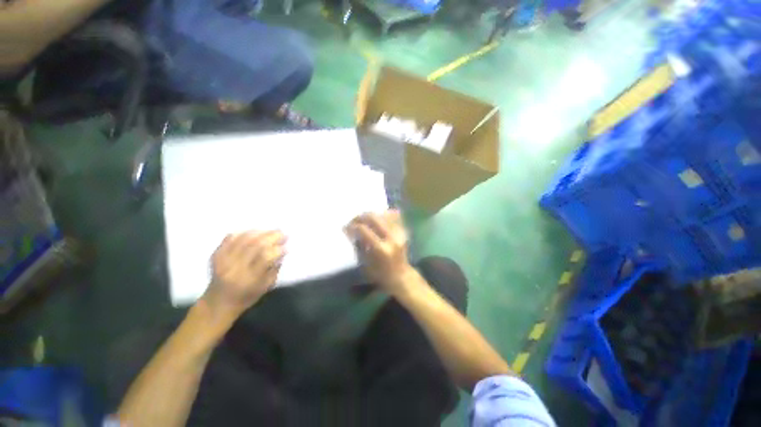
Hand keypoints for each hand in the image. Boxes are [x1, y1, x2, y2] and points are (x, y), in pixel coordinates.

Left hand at [203, 231, 286, 317]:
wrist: (218, 303)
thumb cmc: (246, 296)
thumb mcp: (266, 286)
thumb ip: (275, 268)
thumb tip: (282, 250)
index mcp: (248, 278)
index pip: (265, 258)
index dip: (278, 250)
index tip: (286, 247)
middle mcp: (234, 267)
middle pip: (255, 245)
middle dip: (272, 236)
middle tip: (282, 233)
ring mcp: (223, 260)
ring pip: (244, 238)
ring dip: (261, 232)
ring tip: (271, 231)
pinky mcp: (216, 254)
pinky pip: (230, 237)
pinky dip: (245, 232)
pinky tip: (255, 232)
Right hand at [346, 210, 414, 293]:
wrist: (401, 276)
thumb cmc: (380, 274)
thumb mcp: (365, 263)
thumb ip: (359, 245)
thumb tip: (352, 231)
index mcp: (380, 249)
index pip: (364, 230)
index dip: (352, 227)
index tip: (345, 227)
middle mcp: (391, 238)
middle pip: (374, 218)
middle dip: (361, 217)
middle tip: (353, 220)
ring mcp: (399, 233)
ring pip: (383, 215)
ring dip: (371, 215)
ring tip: (363, 219)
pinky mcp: (403, 232)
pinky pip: (393, 217)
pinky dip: (383, 215)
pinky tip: (377, 217)